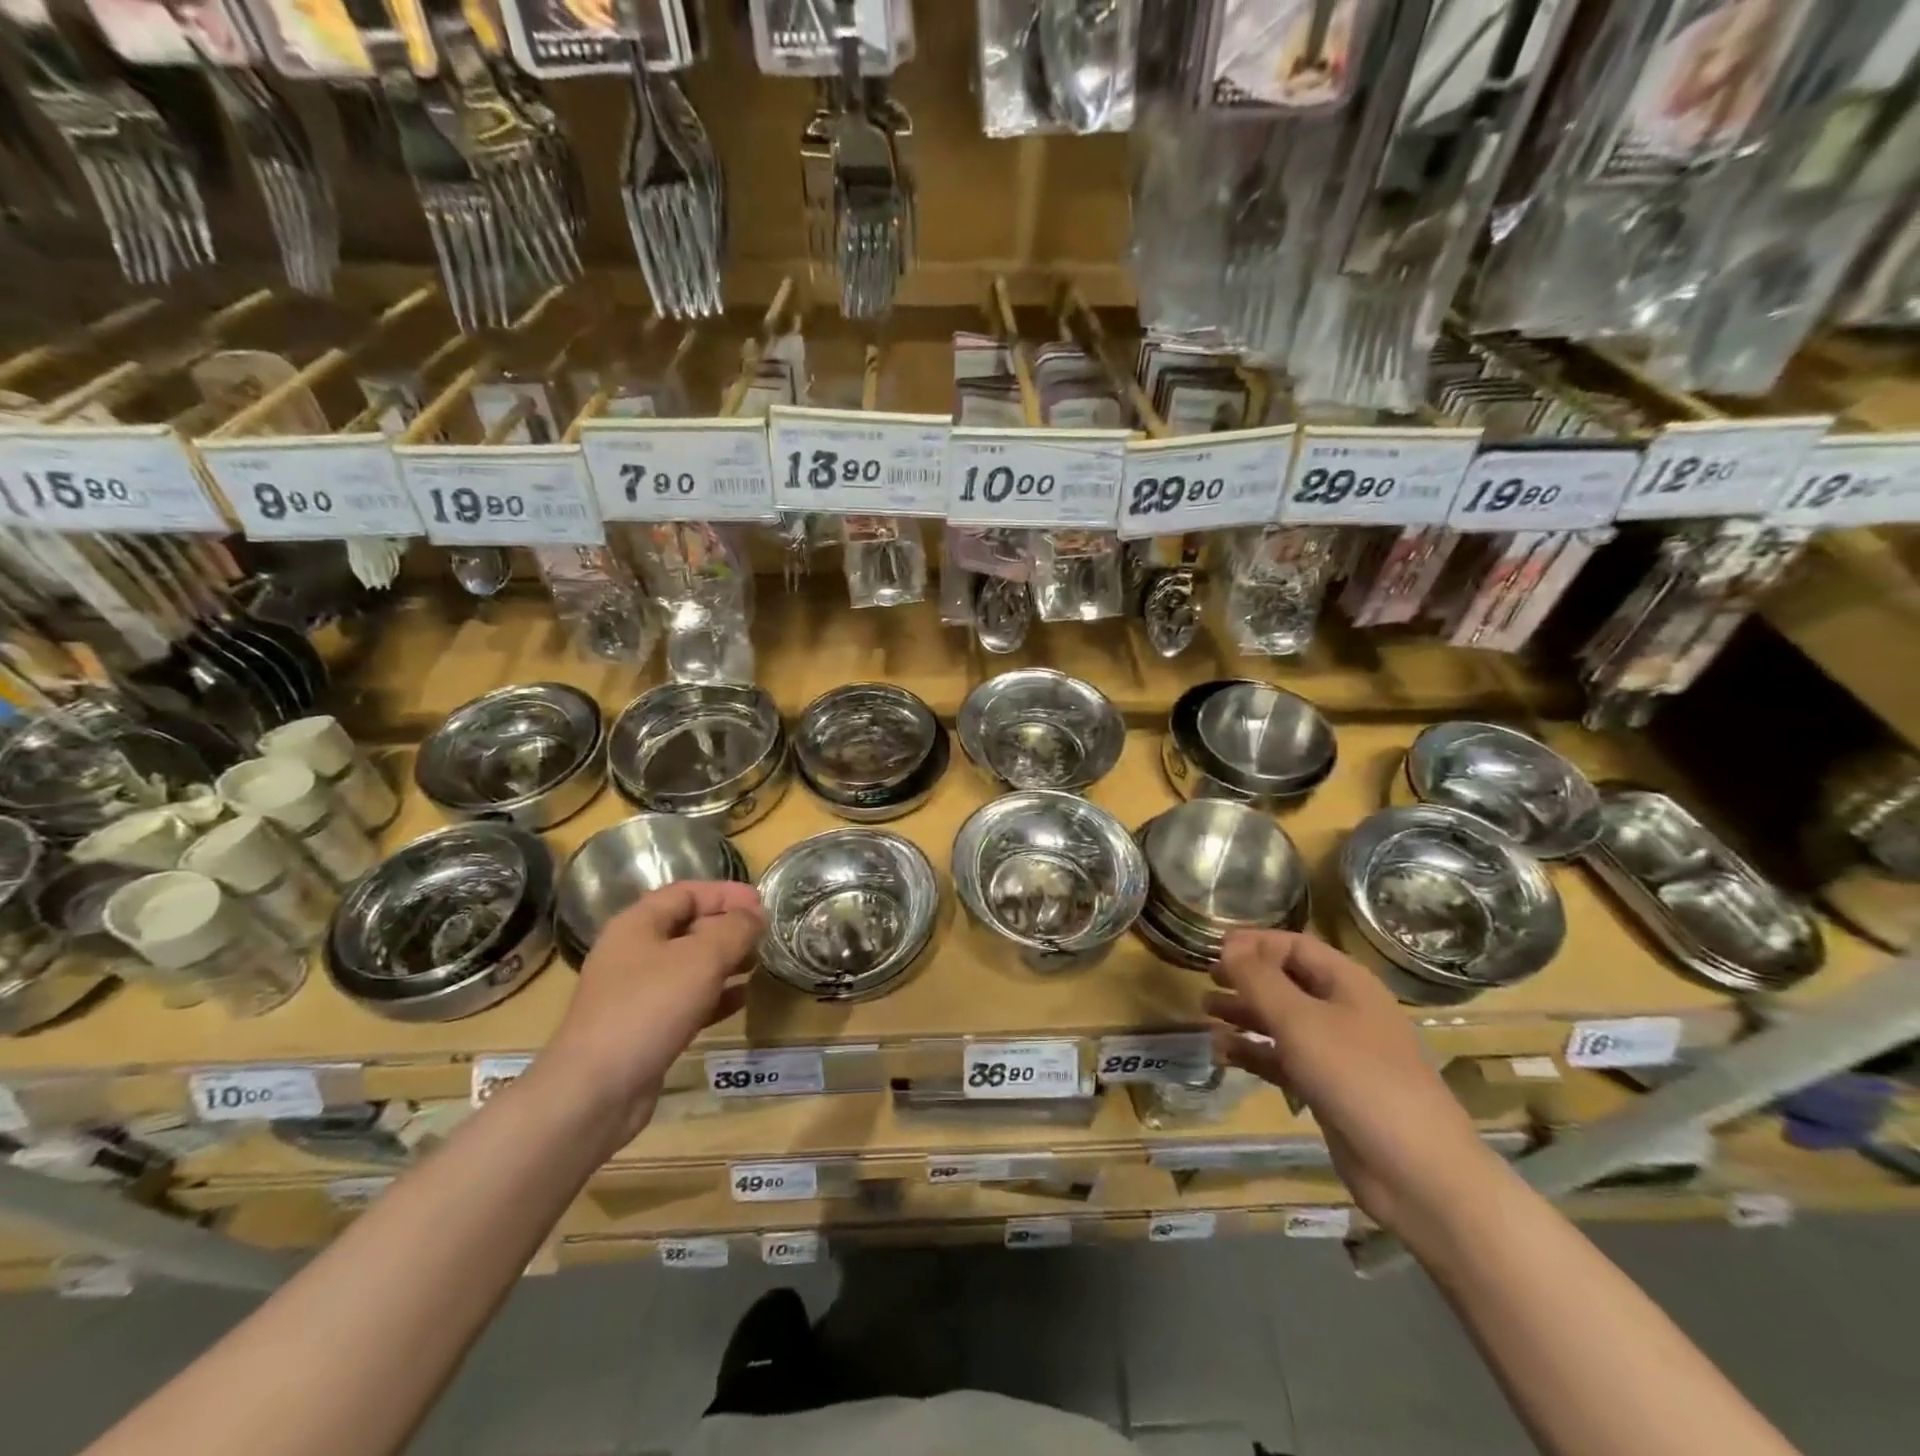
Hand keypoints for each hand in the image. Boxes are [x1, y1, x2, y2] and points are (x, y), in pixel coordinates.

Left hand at [540, 882, 764, 1143]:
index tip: (762, 904)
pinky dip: (714, 995)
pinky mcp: (643, 1028)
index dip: (726, 893)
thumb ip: (735, 929)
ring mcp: (635, 992)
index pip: (687, 892)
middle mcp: (633, 952)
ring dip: (725, 961)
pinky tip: (741, 1000)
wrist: (596, 1090)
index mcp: (638, 924)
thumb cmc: (650, 1007)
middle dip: (728, 927)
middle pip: (688, 927)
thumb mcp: (702, 958)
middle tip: (764, 936)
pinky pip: (685, 1000)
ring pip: (689, 965)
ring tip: (758, 965)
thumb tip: (755, 916)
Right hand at [1206, 931, 1505, 1241]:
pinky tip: (1224, 1053)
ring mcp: (1339, 1053)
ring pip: (1283, 1021)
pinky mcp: (1329, 1090)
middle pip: (1287, 982)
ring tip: (1206, 1013)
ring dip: (1245, 1014)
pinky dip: (1256, 1052)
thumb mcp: (1300, 1020)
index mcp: (1348, 983)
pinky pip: (1285, 1059)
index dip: (1254, 943)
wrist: (1417, 1173)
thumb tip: (1229, 945)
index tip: (1212, 947)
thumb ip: (1259, 979)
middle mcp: (1344, 1011)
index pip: (1295, 946)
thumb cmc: (1358, 1078)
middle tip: (1206, 979)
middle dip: (1246, 978)